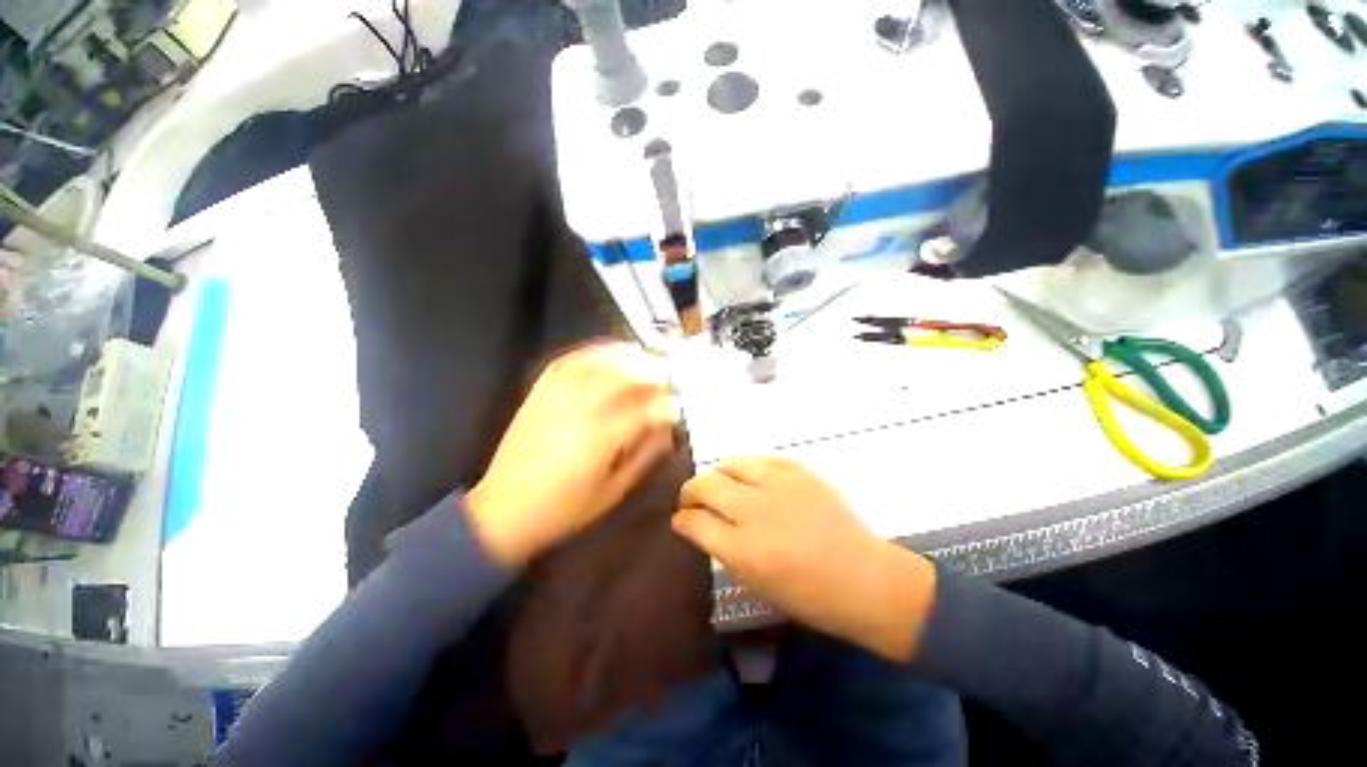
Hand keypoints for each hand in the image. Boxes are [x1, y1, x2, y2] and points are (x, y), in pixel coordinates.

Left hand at [467, 342, 677, 566]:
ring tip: (644, 354)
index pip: (645, 411)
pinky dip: (589, 352)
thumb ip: (644, 457)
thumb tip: (668, 430)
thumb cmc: (564, 509)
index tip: (680, 407)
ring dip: (625, 355)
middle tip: (669, 373)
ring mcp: (556, 398)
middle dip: (652, 372)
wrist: (503, 511)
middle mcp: (580, 411)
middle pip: (622, 378)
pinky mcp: (539, 393)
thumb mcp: (613, 492)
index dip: (667, 406)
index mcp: (601, 440)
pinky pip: (566, 362)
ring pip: (595, 363)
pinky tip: (606, 352)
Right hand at [673, 457, 937, 661]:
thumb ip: (722, 549)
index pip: (695, 522)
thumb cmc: (809, 595)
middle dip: (690, 490)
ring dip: (717, 473)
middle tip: (692, 498)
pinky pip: (761, 458)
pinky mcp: (799, 471)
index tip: (680, 519)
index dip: (682, 518)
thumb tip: (698, 524)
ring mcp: (779, 486)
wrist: (864, 578)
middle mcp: (756, 512)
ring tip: (721, 483)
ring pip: (730, 463)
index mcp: (744, 550)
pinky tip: (751, 478)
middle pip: (706, 484)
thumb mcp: (756, 583)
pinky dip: (749, 467)